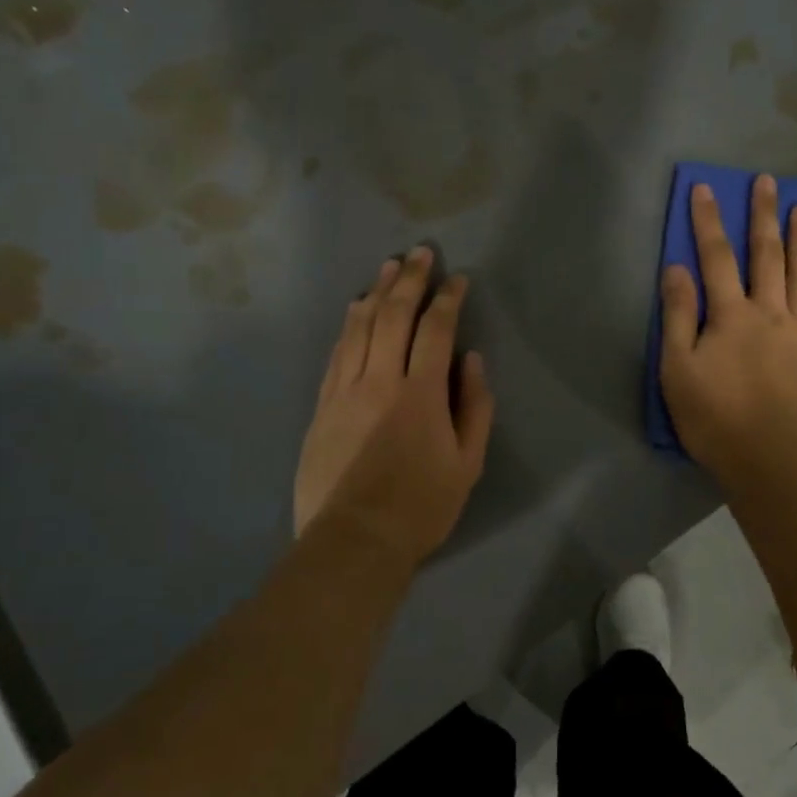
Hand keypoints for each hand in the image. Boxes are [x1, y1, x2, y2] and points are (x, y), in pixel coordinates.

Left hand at [293, 247, 495, 568]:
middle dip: (409, 280)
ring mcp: (344, 391)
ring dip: (375, 293)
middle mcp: (380, 381)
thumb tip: (471, 359)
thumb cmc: (421, 507)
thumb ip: (475, 406)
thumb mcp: (468, 463)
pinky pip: (336, 353)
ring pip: (359, 328)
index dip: (448, 299)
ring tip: (387, 267)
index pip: (436, 330)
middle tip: (420, 253)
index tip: (457, 279)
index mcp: (421, 394)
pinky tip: (355, 310)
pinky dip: (348, 326)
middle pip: (393, 316)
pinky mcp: (322, 406)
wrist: (354, 542)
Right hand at [660, 176, 796, 481]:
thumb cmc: (715, 418)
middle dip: (763, 216)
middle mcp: (769, 313)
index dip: (708, 221)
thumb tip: (675, 269)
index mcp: (730, 316)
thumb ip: (678, 317)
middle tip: (769, 181)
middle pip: (766, 256)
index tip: (706, 188)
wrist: (773, 461)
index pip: (716, 258)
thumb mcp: (678, 370)